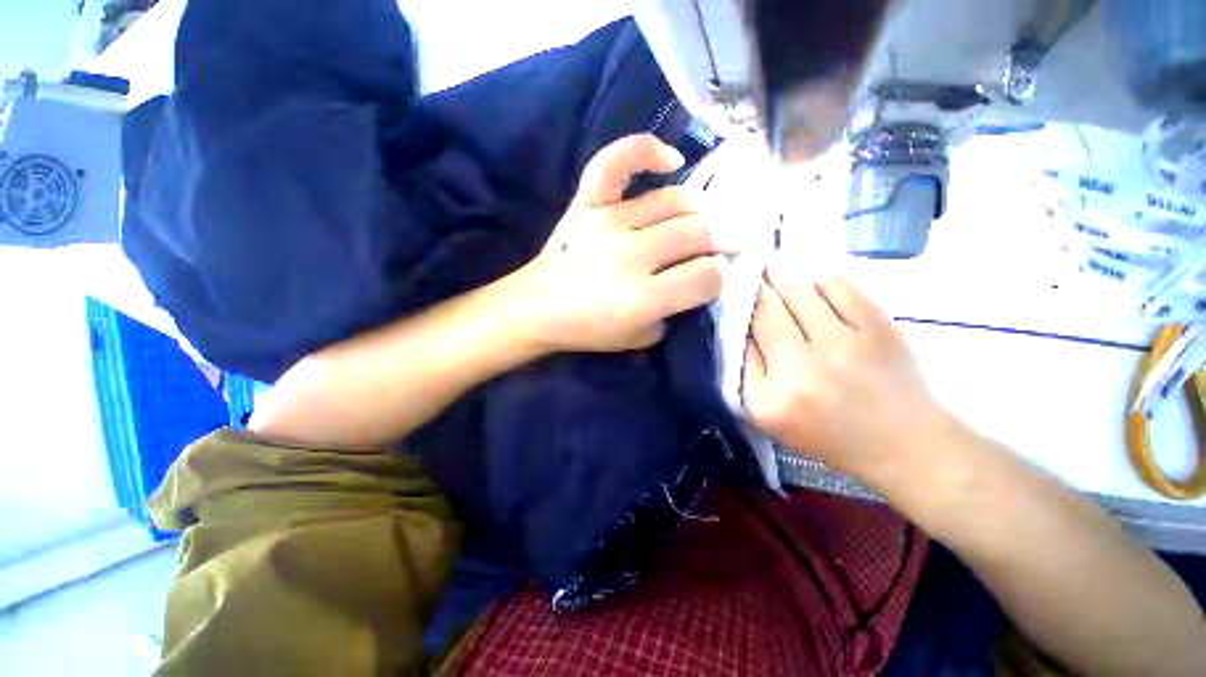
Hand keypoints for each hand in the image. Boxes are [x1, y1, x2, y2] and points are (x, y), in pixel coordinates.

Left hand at [517, 135, 724, 352]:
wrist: (539, 308)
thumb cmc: (590, 329)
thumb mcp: (641, 337)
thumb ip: (676, 310)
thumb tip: (701, 275)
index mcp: (642, 298)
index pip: (707, 276)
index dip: (718, 277)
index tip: (711, 278)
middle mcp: (630, 255)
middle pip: (698, 233)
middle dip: (716, 242)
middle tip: (713, 250)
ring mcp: (607, 222)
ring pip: (675, 200)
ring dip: (697, 212)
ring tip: (696, 223)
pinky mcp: (587, 203)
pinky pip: (617, 162)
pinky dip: (646, 151)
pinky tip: (671, 161)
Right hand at [742, 271, 951, 482]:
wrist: (903, 442)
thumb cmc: (827, 432)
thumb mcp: (768, 415)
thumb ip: (748, 370)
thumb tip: (741, 322)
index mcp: (769, 397)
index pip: (741, 338)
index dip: (737, 310)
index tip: (733, 295)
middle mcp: (802, 369)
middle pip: (766, 310)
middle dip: (755, 288)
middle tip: (751, 275)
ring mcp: (843, 345)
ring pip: (798, 291)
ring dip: (783, 281)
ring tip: (777, 275)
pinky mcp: (878, 328)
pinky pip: (836, 285)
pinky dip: (820, 282)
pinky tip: (815, 288)